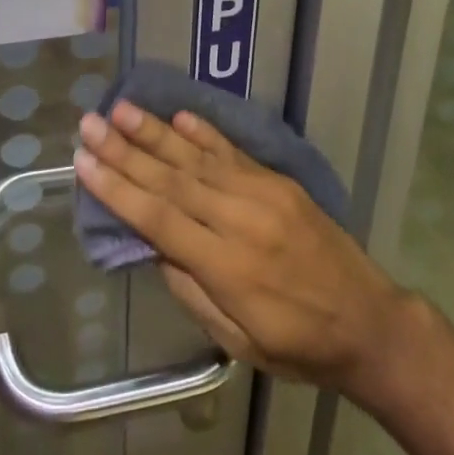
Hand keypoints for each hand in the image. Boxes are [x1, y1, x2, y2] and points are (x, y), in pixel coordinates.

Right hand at [73, 103, 407, 396]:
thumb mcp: (237, 341)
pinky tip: (178, 116)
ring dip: (156, 132)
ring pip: (198, 158)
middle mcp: (241, 219)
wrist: (369, 322)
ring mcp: (263, 194)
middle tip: (90, 123)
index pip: (159, 218)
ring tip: (122, 109)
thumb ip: (192, 289)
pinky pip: (234, 152)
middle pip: (172, 179)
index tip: (84, 163)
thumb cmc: (298, 346)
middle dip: (125, 150)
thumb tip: (152, 245)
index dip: (118, 190)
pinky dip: (204, 132)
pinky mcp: (279, 182)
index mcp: (228, 267)